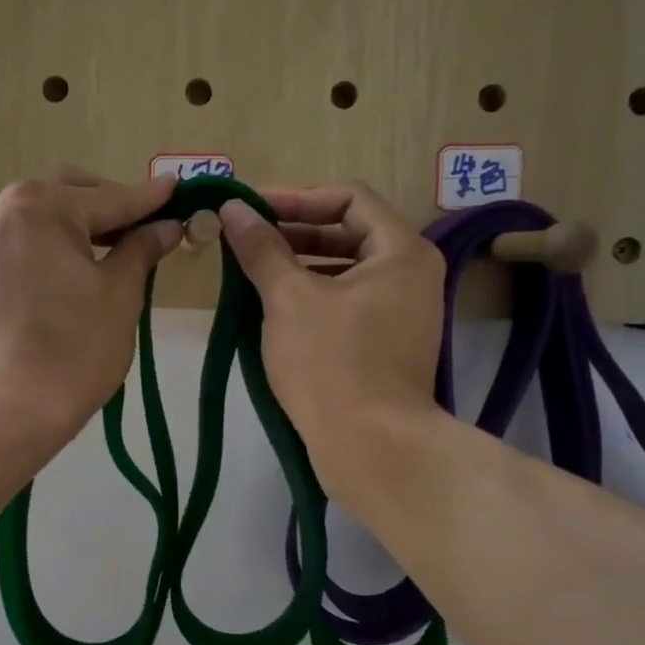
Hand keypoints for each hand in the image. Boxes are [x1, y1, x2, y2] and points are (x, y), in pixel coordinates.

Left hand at [0, 171, 182, 447]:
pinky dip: (35, 262)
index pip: (108, 198)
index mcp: (38, 206)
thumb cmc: (74, 349)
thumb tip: (166, 226)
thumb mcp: (120, 295)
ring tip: (95, 261)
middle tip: (137, 230)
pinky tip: (52, 291)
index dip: (148, 199)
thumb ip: (141, 250)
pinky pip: (6, 259)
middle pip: (61, 200)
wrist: (2, 412)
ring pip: (30, 228)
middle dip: (102, 210)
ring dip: (65, 234)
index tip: (176, 189)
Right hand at [218, 184, 445, 499]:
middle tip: (246, 239)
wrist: (370, 446)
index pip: (349, 198)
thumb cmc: (330, 362)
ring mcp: (402, 312)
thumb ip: (261, 248)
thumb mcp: (287, 298)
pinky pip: (347, 302)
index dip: (297, 198)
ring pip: (346, 270)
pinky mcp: (387, 344)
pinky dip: (312, 296)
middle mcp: (411, 274)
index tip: (253, 209)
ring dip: (299, 265)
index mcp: (401, 251)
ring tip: (253, 272)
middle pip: (349, 232)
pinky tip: (273, 309)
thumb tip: (232, 206)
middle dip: (295, 232)